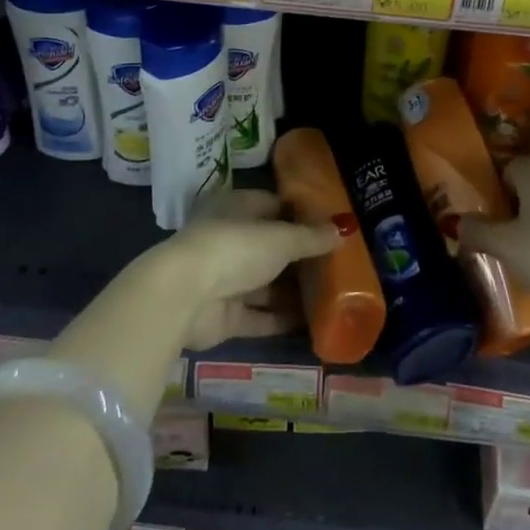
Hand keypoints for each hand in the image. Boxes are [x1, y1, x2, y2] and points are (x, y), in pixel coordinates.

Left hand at [158, 188, 343, 349]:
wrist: (185, 296)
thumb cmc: (235, 248)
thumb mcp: (281, 238)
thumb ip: (311, 237)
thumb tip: (344, 229)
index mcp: (237, 209)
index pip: (273, 206)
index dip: (301, 215)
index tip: (331, 226)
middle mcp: (230, 240)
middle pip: (271, 248)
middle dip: (301, 257)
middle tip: (338, 265)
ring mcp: (225, 279)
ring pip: (266, 284)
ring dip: (294, 291)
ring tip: (332, 296)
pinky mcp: (224, 316)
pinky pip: (260, 315)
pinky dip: (282, 319)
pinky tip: (313, 324)